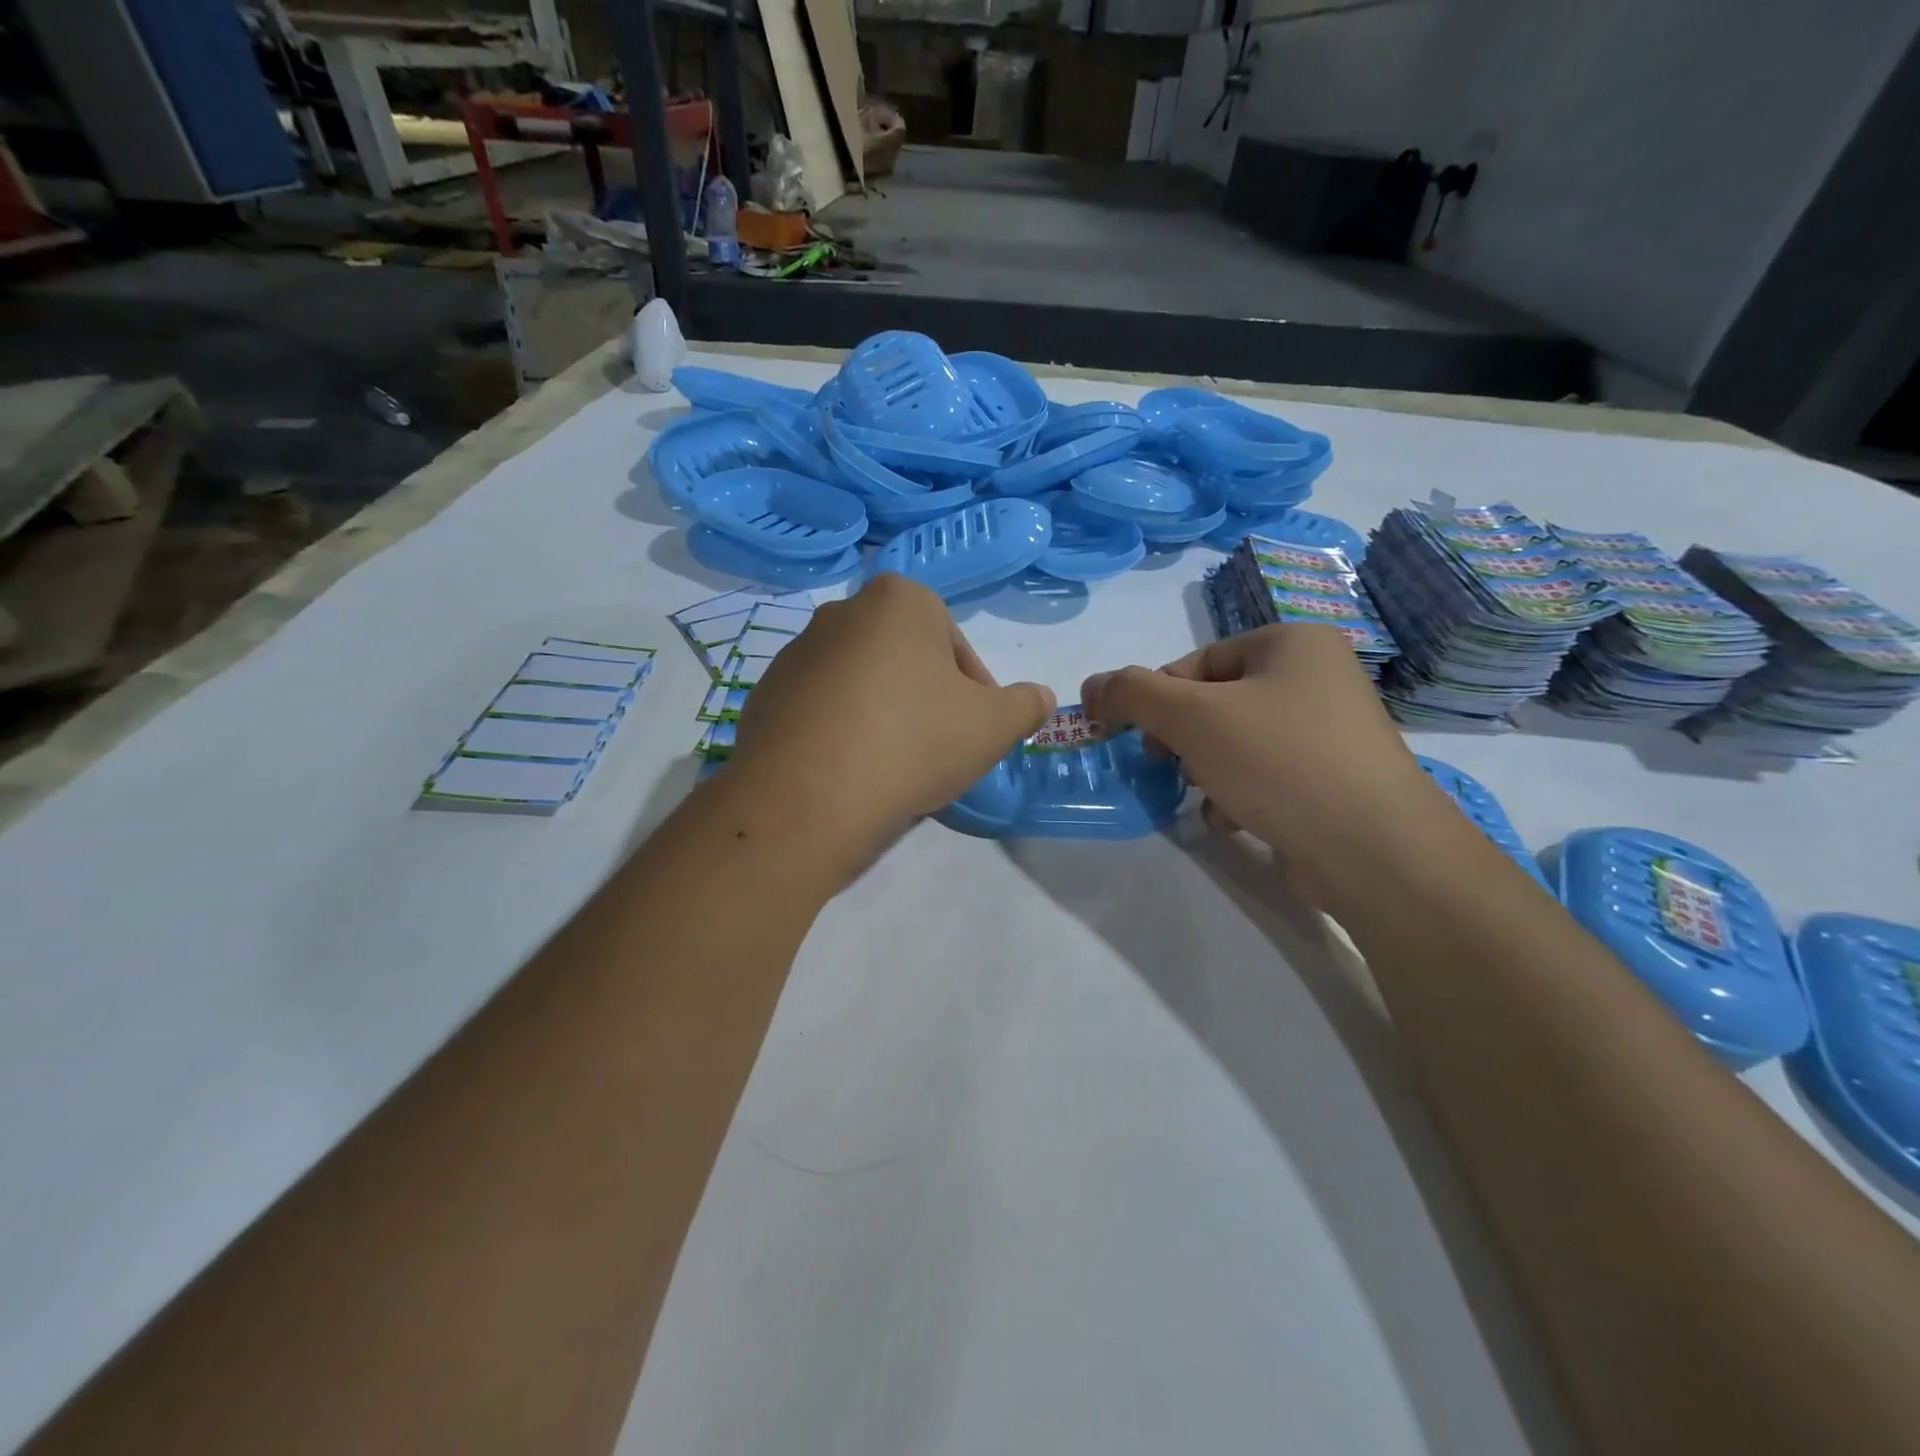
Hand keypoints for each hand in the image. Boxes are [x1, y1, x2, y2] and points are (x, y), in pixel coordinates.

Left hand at [730, 574, 1054, 881]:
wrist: (807, 798)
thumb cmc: (913, 744)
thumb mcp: (993, 726)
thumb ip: (1026, 705)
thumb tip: (1041, 698)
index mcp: (900, 599)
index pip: (954, 645)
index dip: (974, 691)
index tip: (973, 731)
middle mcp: (842, 611)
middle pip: (904, 659)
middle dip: (925, 698)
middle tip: (936, 748)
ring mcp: (796, 652)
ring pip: (861, 682)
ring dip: (883, 713)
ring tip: (891, 765)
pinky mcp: (765, 693)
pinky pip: (820, 708)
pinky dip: (840, 731)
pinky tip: (849, 771)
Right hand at [1082, 625, 1451, 906]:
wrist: (1374, 849)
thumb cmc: (1278, 762)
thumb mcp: (1191, 717)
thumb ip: (1132, 694)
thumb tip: (1092, 685)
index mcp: (1292, 643)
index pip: (1197, 661)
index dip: (1157, 699)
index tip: (1139, 738)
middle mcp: (1319, 676)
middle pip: (1217, 701)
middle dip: (1185, 739)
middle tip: (1170, 765)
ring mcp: (1334, 729)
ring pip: (1239, 740)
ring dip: (1209, 769)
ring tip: (1211, 798)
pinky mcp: (1338, 778)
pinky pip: (1269, 772)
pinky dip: (1242, 792)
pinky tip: (1236, 820)